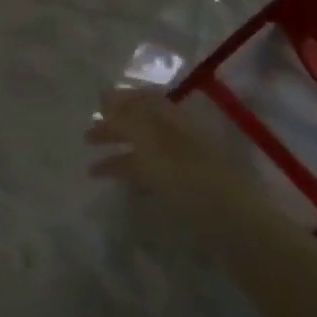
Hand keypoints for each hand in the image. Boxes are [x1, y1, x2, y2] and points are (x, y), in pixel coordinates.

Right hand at [84, 87, 254, 214]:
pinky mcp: (185, 185)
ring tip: (92, 168)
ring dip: (119, 153)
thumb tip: (106, 95)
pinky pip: (152, 171)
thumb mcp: (151, 141)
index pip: (143, 98)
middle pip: (141, 123)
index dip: (120, 99)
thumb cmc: (186, 174)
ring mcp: (183, 160)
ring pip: (144, 149)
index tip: (96, 105)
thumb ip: (127, 117)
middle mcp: (177, 132)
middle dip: (114, 127)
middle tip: (87, 138)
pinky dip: (132, 173)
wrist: (230, 220)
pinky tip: (119, 183)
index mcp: (171, 116)